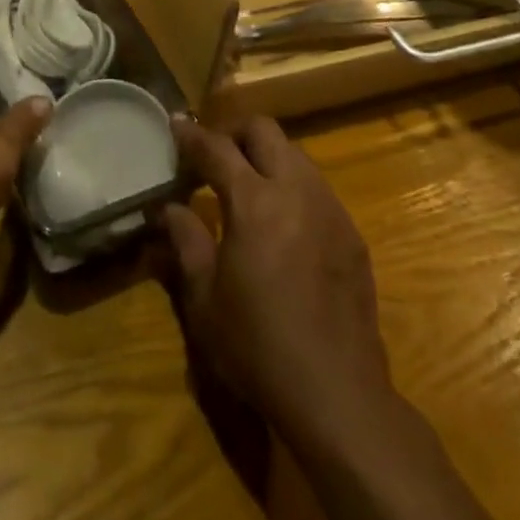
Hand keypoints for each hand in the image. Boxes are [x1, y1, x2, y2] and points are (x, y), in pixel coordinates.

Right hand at [159, 115, 394, 443]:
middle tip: (213, 155)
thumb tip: (168, 208)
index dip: (192, 135)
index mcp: (254, 201)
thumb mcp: (205, 299)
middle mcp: (296, 190)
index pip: (217, 148)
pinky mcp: (351, 233)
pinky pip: (317, 188)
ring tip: (247, 186)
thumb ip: (186, 241)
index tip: (175, 125)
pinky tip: (282, 224)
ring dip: (266, 157)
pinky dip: (292, 186)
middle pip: (264, 130)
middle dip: (234, 132)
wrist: (337, 394)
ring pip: (295, 154)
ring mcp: (330, 208)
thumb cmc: (258, 346)